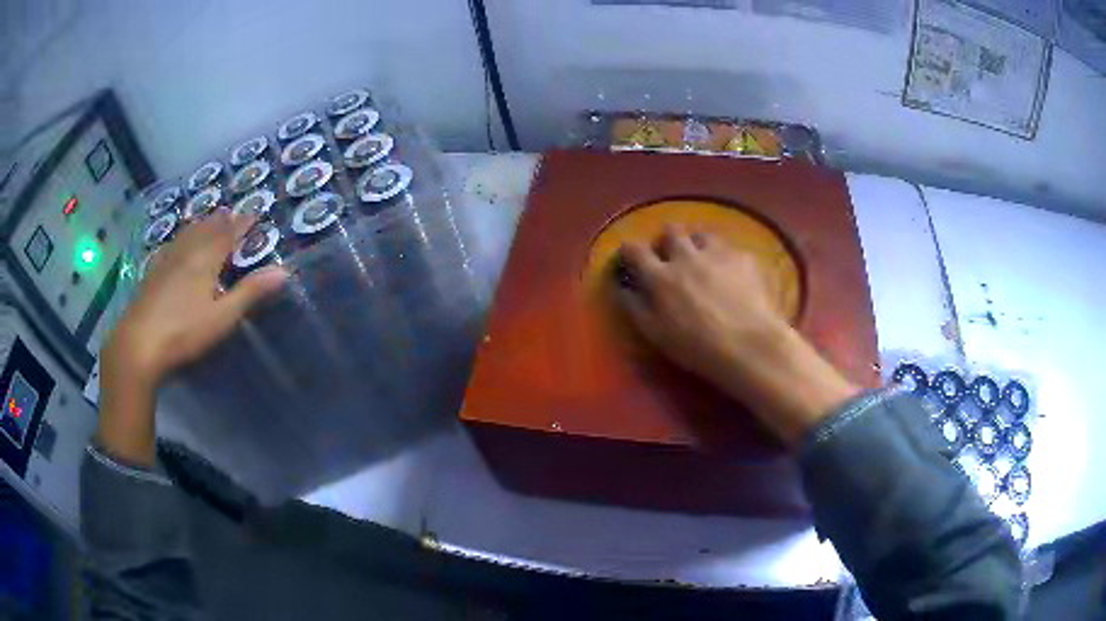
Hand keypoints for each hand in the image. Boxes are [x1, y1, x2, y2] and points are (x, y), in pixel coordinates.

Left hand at [105, 211, 287, 387]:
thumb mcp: (222, 317)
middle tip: (232, 212)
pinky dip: (180, 239)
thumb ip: (249, 293)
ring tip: (208, 218)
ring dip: (201, 224)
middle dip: (222, 220)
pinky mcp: (152, 274)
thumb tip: (284, 271)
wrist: (138, 343)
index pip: (229, 234)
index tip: (256, 213)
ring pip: (187, 234)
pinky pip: (171, 246)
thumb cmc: (184, 332)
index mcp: (205, 260)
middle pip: (207, 229)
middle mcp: (187, 253)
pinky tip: (175, 244)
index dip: (243, 223)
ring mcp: (167, 262)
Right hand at [617, 225, 858, 446]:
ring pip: (702, 234)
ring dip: (698, 243)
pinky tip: (734, 274)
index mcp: (661, 277)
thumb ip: (636, 308)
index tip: (629, 253)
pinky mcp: (745, 257)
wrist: (750, 345)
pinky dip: (727, 258)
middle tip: (671, 253)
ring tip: (704, 258)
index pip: (635, 251)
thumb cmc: (697, 347)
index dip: (629, 249)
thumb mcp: (657, 335)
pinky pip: (731, 249)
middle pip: (671, 232)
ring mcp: (718, 253)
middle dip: (667, 239)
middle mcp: (687, 257)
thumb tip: (622, 288)